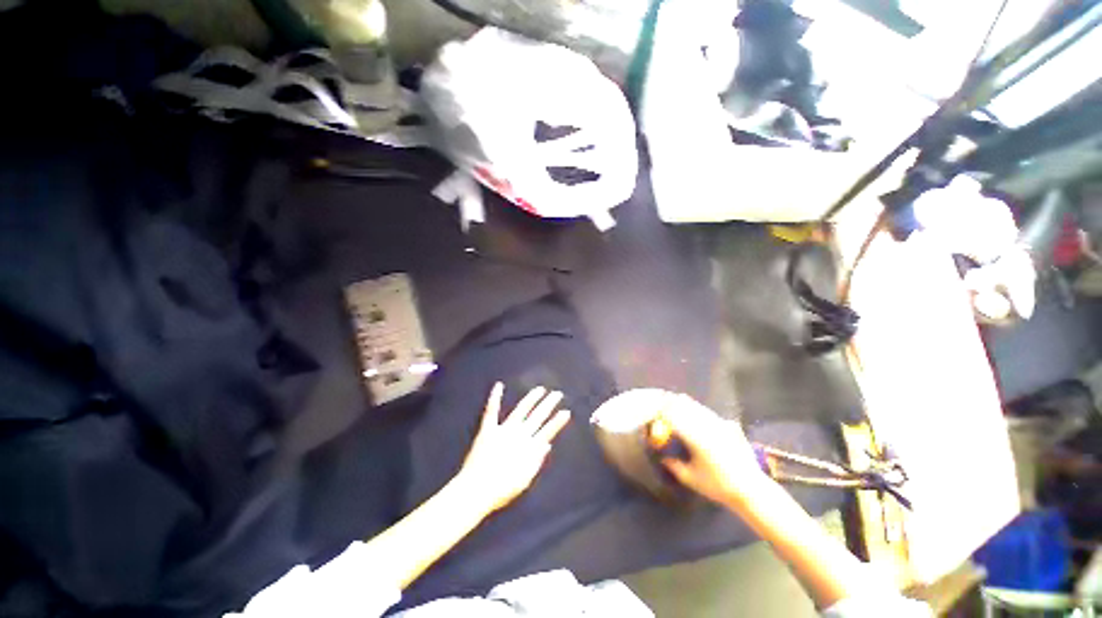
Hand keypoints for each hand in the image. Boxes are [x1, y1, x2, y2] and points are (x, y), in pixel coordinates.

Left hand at [457, 383, 571, 513]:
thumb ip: (536, 461)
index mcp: (529, 448)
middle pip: (538, 416)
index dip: (558, 421)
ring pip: (521, 410)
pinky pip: (492, 411)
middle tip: (557, 394)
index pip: (548, 431)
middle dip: (548, 404)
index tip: (566, 412)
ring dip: (532, 398)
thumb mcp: (524, 480)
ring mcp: (504, 430)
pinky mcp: (488, 429)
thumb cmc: (501, 489)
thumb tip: (547, 445)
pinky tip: (498, 385)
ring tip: (540, 389)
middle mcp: (519, 434)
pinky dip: (495, 398)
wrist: (476, 490)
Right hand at [658, 394, 765, 504]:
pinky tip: (695, 411)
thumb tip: (663, 456)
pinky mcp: (728, 426)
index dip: (662, 412)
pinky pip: (708, 413)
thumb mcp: (690, 478)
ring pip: (698, 407)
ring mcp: (719, 424)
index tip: (654, 411)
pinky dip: (698, 410)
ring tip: (674, 400)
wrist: (751, 489)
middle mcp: (707, 426)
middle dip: (672, 403)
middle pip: (685, 406)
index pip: (674, 417)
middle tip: (661, 402)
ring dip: (685, 403)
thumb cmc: (718, 486)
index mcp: (696, 438)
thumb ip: (674, 465)